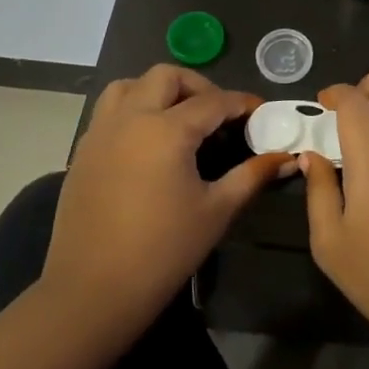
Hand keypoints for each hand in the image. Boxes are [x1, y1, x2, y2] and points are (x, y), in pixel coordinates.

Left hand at [43, 66, 290, 338]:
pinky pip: (109, 112)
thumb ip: (252, 176)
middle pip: (166, 77)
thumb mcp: (216, 210)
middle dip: (198, 86)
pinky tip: (148, 144)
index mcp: (167, 129)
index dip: (241, 103)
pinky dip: (133, 110)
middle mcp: (131, 118)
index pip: (213, 102)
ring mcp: (101, 132)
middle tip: (218, 114)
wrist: (93, 291)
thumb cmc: (163, 250)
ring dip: (158, 91)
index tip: (260, 111)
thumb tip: (286, 158)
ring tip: (179, 118)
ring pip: (129, 86)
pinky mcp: (83, 152)